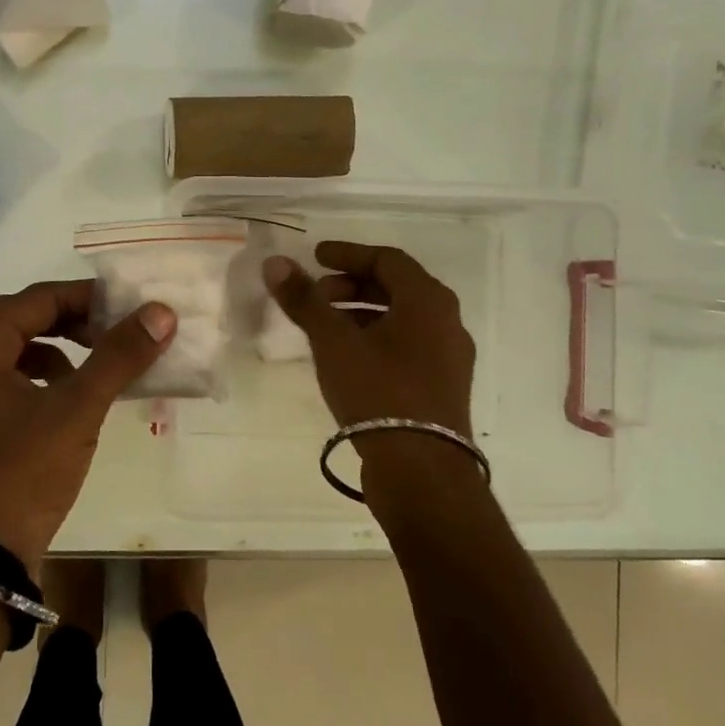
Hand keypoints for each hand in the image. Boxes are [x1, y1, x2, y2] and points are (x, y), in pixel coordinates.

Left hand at [0, 280, 174, 572]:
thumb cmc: (22, 473)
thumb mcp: (78, 409)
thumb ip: (119, 355)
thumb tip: (161, 312)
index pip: (35, 299)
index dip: (85, 298)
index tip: (125, 307)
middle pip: (18, 323)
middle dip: (70, 324)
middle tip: (112, 334)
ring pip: (7, 355)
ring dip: (52, 353)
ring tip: (90, 372)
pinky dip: (33, 383)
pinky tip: (61, 406)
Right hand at [263, 242, 475, 438]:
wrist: (423, 471)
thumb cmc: (379, 392)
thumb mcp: (334, 342)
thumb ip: (304, 300)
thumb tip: (275, 262)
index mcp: (428, 300)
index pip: (386, 259)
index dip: (347, 254)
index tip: (315, 257)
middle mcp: (447, 321)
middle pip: (396, 287)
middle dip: (351, 286)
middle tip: (315, 297)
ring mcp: (449, 357)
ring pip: (401, 319)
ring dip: (361, 314)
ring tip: (325, 330)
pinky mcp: (443, 386)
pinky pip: (407, 346)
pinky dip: (375, 339)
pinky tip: (347, 360)